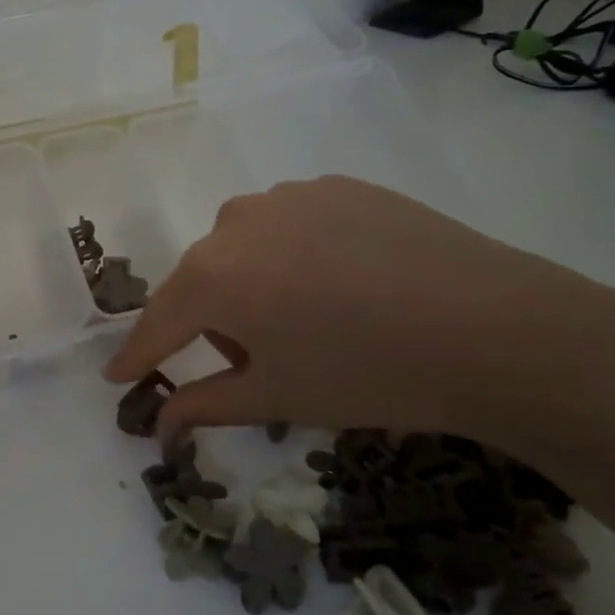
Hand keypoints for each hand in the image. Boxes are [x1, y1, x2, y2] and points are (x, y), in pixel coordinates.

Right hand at [103, 175, 614, 445]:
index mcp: (212, 275)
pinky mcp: (339, 186)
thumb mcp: (277, 398)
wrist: (496, 328)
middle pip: (204, 282)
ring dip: (255, 285)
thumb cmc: (367, 374)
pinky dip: (298, 256)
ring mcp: (290, 196)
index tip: (118, 378)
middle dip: (216, 323)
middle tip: (263, 361)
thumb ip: (204, 405)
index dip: (138, 356)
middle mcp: (236, 223)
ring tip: (313, 319)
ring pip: (246, 249)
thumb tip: (158, 428)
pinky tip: (347, 283)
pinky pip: (293, 226)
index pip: (158, 324)